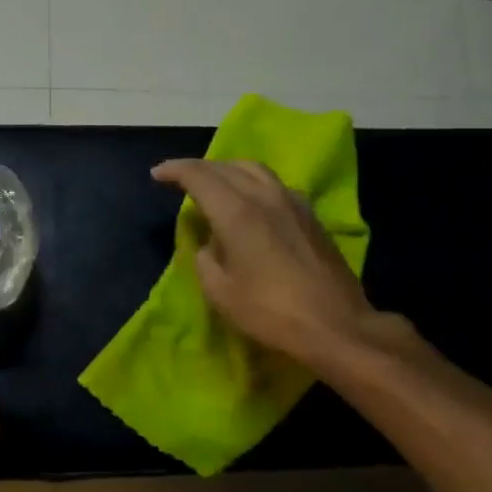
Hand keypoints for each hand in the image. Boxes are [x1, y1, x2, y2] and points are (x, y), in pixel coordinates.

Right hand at [152, 158, 380, 368]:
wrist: (334, 324)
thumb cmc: (270, 312)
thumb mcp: (220, 291)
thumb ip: (206, 259)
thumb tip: (210, 243)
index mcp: (237, 213)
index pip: (200, 176)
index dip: (175, 171)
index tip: (157, 174)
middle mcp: (265, 196)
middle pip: (227, 167)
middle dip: (199, 168)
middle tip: (179, 178)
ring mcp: (293, 202)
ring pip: (254, 170)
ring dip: (227, 170)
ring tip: (213, 182)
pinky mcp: (310, 215)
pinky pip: (274, 184)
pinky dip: (252, 182)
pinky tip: (249, 200)